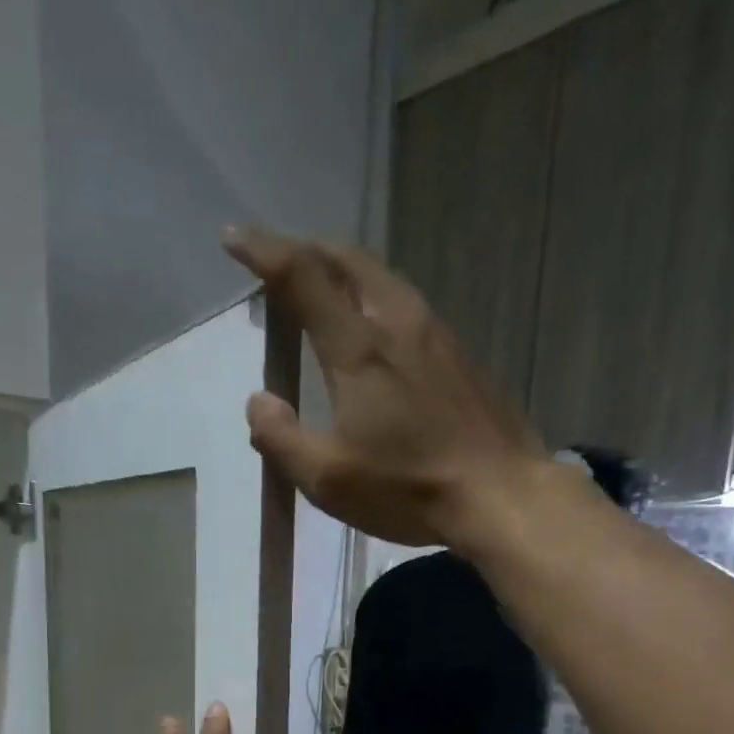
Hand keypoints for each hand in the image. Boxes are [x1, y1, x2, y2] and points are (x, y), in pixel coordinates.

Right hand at [223, 225, 547, 549]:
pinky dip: (376, 298)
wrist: (500, 495)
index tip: (233, 238)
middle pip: (348, 260)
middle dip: (307, 250)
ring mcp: (436, 336)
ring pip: (383, 278)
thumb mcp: (328, 480)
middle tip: (279, 263)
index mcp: (359, 348)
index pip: (302, 276)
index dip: (263, 251)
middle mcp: (398, 323)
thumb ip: (282, 439)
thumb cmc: (409, 490)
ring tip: (323, 290)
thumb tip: (258, 403)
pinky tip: (375, 331)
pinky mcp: (460, 356)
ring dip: (345, 271)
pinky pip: (407, 306)